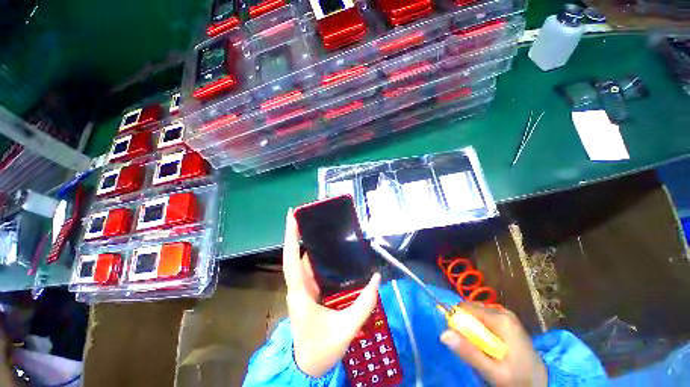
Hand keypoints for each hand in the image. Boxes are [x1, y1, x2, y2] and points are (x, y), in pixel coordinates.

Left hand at [283, 209, 380, 377]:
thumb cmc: (321, 349)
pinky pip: (311, 269)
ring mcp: (302, 288)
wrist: (307, 367)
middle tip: (310, 216)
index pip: (292, 259)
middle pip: (295, 255)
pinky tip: (329, 251)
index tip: (292, 216)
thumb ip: (364, 304)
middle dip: (299, 234)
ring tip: (322, 228)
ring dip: (309, 244)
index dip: (291, 236)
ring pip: (303, 261)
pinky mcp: (308, 291)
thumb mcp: (346, 328)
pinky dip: (317, 257)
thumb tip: (377, 278)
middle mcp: (298, 286)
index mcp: (300, 292)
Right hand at [440, 303, 546, 386]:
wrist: (542, 383)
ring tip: (479, 346)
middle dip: (465, 323)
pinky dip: (480, 327)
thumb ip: (469, 353)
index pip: (466, 308)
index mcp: (500, 320)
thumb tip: (443, 333)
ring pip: (477, 312)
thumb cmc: (519, 379)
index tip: (457, 338)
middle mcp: (502, 311)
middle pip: (471, 309)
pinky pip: (485, 317)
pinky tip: (487, 343)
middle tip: (469, 345)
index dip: (457, 320)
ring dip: (472, 326)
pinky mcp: (508, 320)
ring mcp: (506, 315)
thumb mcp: (493, 372)